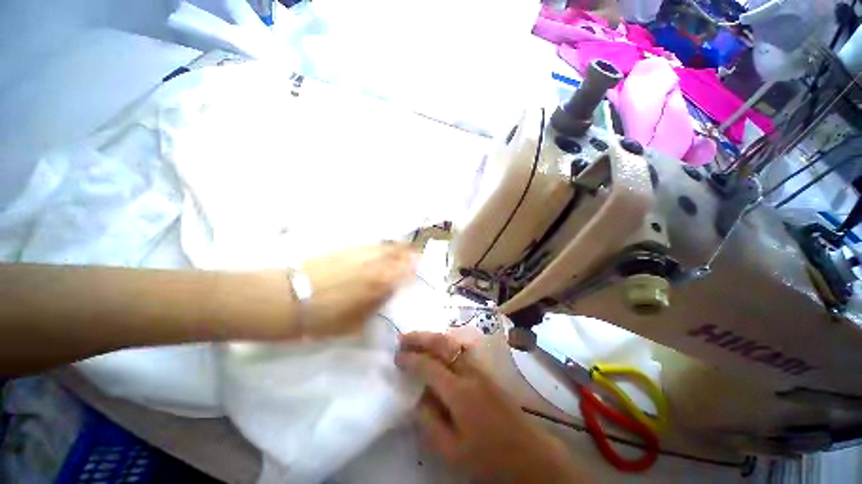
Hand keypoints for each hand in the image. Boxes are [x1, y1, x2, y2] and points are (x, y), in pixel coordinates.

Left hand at [300, 243, 416, 337]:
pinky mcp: (345, 248)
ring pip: (385, 245)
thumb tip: (385, 295)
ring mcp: (359, 252)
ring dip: (396, 246)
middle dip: (410, 251)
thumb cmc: (324, 318)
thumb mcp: (355, 323)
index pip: (406, 270)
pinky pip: (370, 244)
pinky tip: (379, 249)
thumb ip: (375, 306)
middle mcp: (374, 263)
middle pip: (398, 251)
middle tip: (416, 252)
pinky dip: (380, 246)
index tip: (421, 266)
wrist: (288, 298)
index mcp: (380, 282)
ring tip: (402, 247)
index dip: (416, 267)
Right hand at [396, 332, 589, 483]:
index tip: (397, 356)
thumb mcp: (452, 451)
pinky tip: (439, 348)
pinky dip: (446, 343)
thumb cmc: (489, 458)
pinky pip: (461, 350)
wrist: (530, 455)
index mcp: (459, 392)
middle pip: (443, 344)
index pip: (429, 366)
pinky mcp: (487, 371)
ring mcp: (481, 369)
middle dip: (421, 338)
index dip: (411, 359)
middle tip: (403, 338)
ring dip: (433, 337)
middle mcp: (470, 372)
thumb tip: (417, 397)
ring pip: (453, 343)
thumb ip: (429, 422)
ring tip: (417, 338)